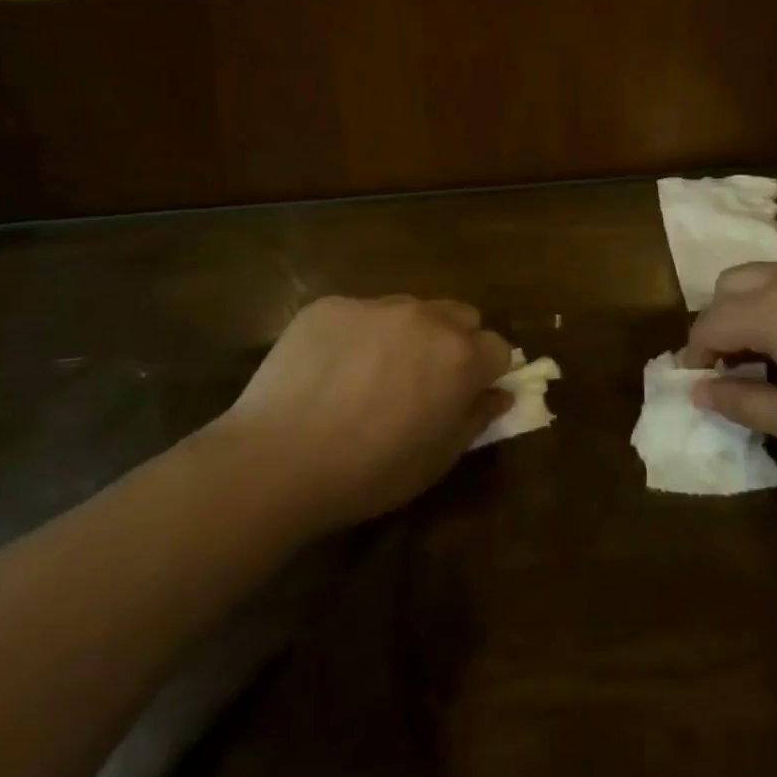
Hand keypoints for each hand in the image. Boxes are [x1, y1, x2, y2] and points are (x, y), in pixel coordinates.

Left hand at [213, 295, 514, 530]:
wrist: (277, 459)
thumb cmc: (369, 472)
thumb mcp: (436, 460)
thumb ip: (476, 419)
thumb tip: (499, 395)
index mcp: (460, 356)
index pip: (498, 348)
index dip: (487, 373)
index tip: (467, 394)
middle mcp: (425, 317)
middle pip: (461, 316)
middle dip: (455, 342)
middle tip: (424, 381)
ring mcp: (375, 305)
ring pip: (410, 309)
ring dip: (408, 334)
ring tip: (371, 374)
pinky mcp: (330, 305)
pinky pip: (360, 313)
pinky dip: (358, 334)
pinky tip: (330, 370)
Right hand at [680, 259, 776, 465]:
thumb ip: (741, 403)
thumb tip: (697, 389)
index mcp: (772, 310)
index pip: (710, 321)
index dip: (696, 351)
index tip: (701, 378)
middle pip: (731, 282)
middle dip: (721, 317)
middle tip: (737, 359)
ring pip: (773, 272)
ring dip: (759, 303)